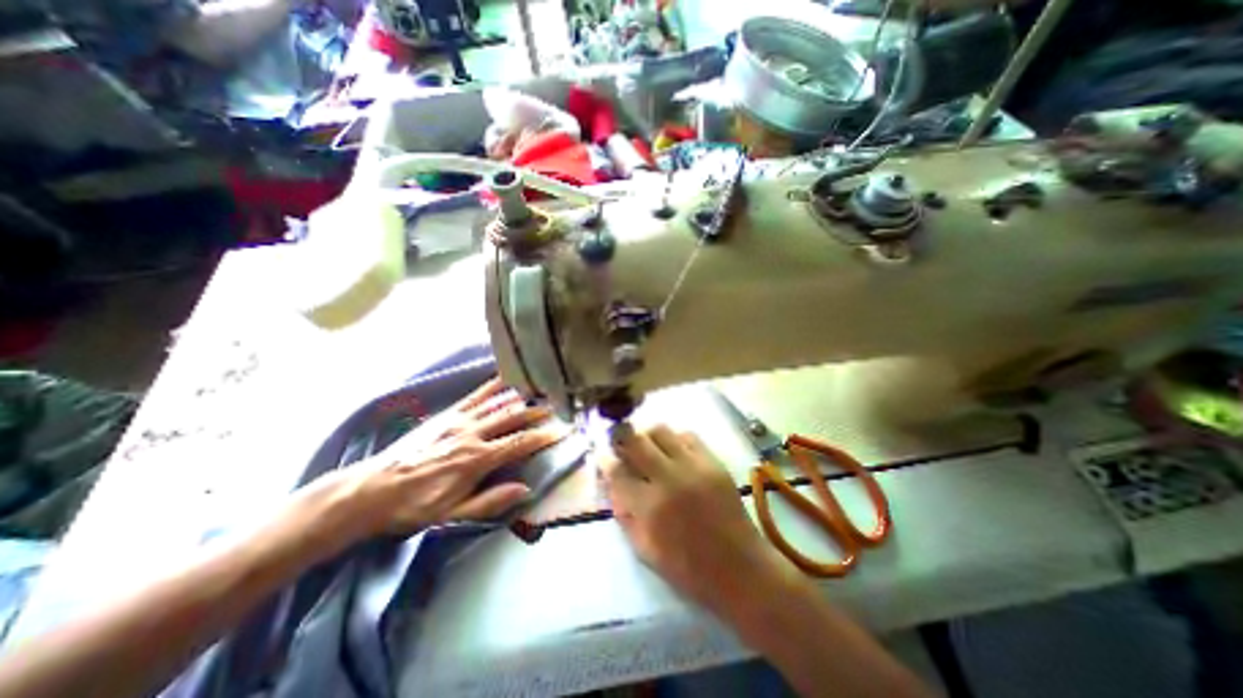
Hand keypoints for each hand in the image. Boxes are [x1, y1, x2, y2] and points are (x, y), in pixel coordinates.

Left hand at [336, 379, 559, 536]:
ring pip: (497, 403)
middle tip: (555, 406)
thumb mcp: (453, 513)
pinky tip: (505, 377)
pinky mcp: (447, 414)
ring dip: (521, 397)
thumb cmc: (415, 505)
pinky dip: (493, 386)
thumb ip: (491, 501)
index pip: (519, 443)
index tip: (560, 430)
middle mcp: (472, 434)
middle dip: (536, 411)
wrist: (371, 489)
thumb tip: (525, 489)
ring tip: (539, 390)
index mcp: (477, 460)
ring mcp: (459, 420)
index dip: (541, 436)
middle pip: (512, 418)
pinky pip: (475, 396)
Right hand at [598, 422, 778, 613]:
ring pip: (661, 431)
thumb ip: (624, 514)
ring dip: (648, 436)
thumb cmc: (689, 569)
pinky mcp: (713, 462)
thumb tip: (613, 483)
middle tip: (621, 443)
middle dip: (621, 438)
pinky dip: (675, 440)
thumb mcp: (645, 550)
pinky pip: (688, 436)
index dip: (606, 461)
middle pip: (636, 440)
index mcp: (650, 507)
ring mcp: (694, 466)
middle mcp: (670, 479)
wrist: (740, 569)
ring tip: (648, 448)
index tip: (603, 457)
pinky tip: (675, 453)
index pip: (618, 471)